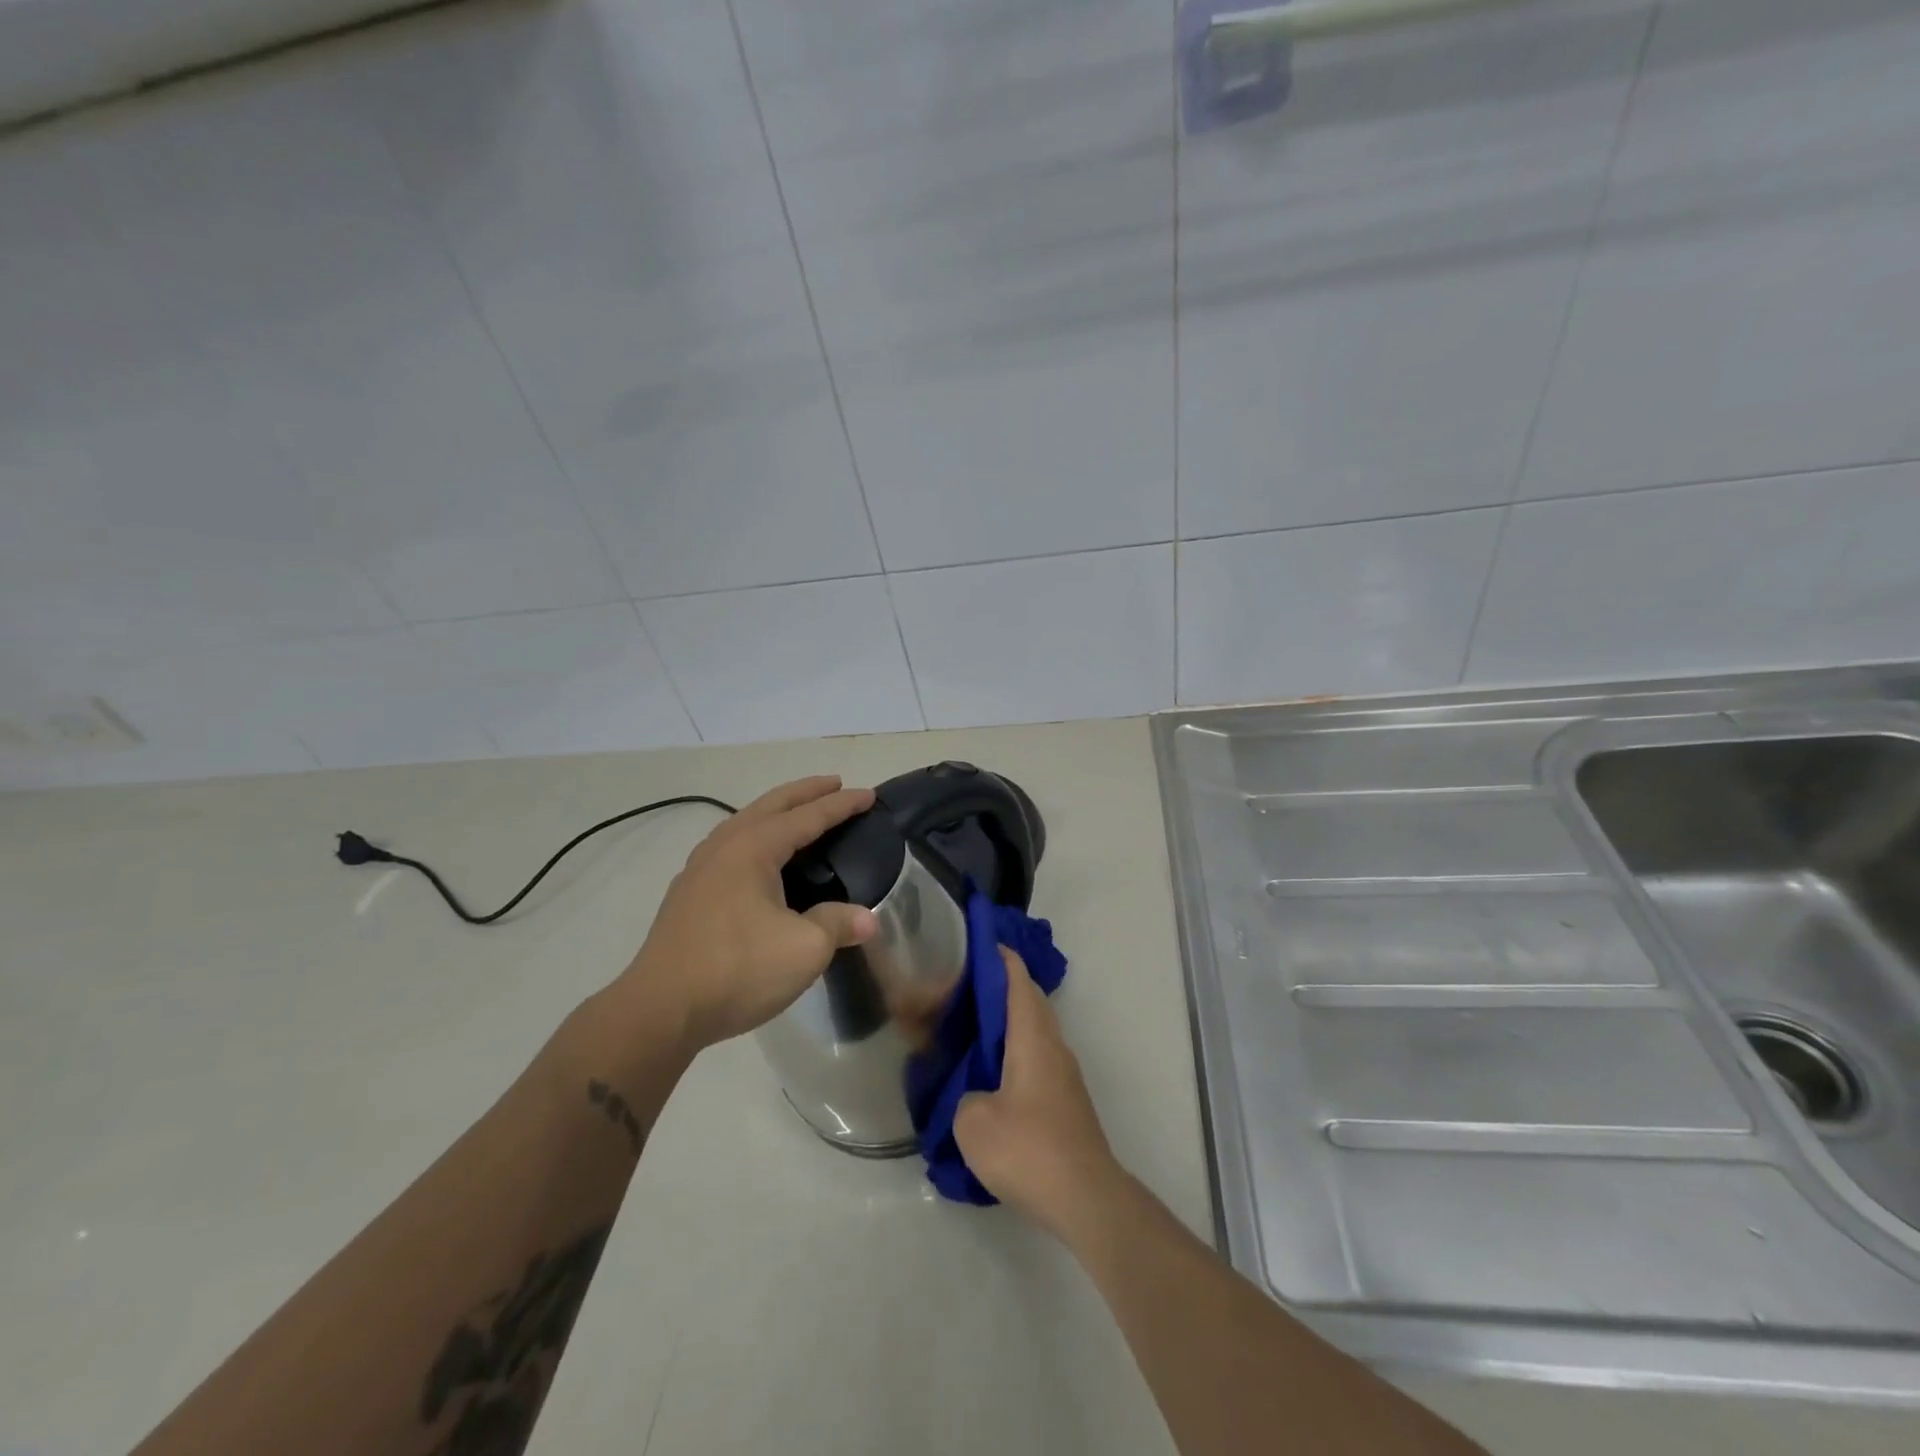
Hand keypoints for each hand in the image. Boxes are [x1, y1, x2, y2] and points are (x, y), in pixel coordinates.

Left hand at [618, 776, 878, 1051]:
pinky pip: (730, 845)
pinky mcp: (688, 893)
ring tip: (799, 814)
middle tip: (834, 783)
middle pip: (771, 805)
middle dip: (805, 792)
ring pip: (745, 822)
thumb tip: (868, 920)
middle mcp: (725, 846)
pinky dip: (756, 834)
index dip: (841, 805)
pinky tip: (759, 857)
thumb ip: (838, 925)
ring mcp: (700, 868)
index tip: (869, 795)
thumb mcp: (804, 949)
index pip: (808, 816)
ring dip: (777, 811)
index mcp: (754, 848)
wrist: (660, 1010)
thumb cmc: (737, 970)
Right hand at [953, 948, 1121, 1238]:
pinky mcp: (1066, 1101)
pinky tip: (991, 1074)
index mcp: (1032, 1037)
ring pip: (1035, 1030)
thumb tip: (972, 1094)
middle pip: (1030, 1001)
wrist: (1086, 1198)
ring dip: (1009, 1021)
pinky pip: (1037, 1058)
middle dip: (1001, 987)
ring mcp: (1064, 1074)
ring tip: (971, 1029)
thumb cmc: (1028, 1148)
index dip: (999, 958)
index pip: (1017, 980)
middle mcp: (1053, 1046)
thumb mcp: (973, 1122)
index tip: (977, 944)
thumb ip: (963, 1095)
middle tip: (963, 989)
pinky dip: (1015, 1050)